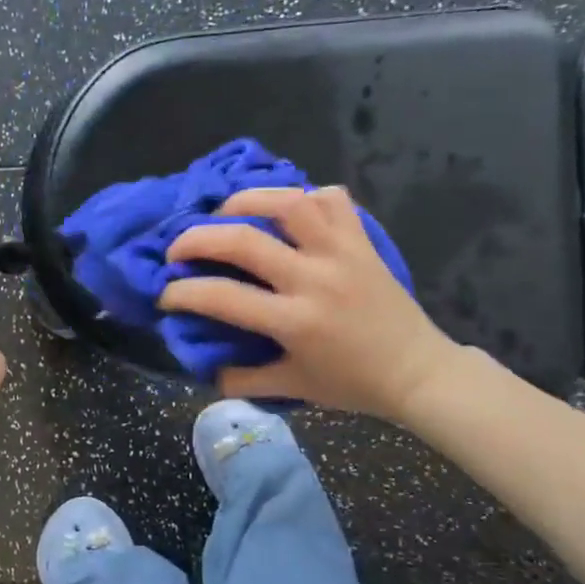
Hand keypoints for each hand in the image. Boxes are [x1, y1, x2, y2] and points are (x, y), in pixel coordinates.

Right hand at [159, 186, 462, 420]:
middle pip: (244, 240)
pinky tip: (287, 210)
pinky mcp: (362, 241)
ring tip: (226, 211)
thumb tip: (206, 368)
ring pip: (289, 202)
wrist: (419, 372)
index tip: (165, 294)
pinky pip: (333, 201)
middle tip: (177, 246)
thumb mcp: (293, 387)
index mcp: (295, 321)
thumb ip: (243, 381)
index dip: (182, 293)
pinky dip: (305, 196)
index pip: (222, 298)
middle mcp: (315, 279)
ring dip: (248, 200)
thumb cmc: (354, 384)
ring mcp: (342, 253)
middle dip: (197, 238)